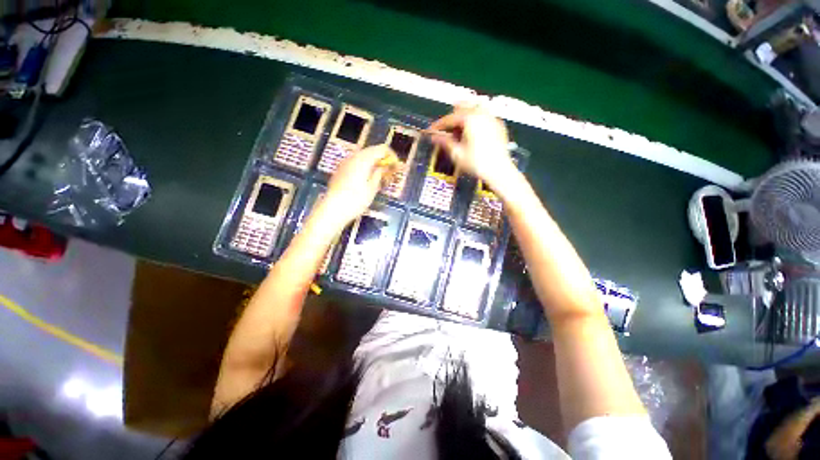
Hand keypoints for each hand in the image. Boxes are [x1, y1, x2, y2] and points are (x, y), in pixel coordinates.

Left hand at [319, 145, 398, 227]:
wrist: (334, 209)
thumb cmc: (356, 200)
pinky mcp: (341, 169)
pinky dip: (365, 167)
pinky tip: (368, 180)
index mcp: (363, 159)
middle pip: (373, 151)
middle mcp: (354, 156)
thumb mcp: (372, 188)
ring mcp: (345, 162)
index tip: (397, 167)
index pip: (382, 149)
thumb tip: (386, 167)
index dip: (391, 156)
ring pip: (364, 157)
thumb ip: (380, 174)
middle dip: (383, 160)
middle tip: (390, 174)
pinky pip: (356, 163)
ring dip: (374, 164)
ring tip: (381, 178)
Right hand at [429, 104, 517, 190]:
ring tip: (458, 130)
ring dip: (464, 117)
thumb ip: (445, 142)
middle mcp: (482, 114)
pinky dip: (476, 120)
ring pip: (475, 110)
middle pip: (463, 109)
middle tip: (445, 129)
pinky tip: (473, 132)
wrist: (499, 171)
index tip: (432, 130)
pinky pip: (485, 117)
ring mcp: (492, 119)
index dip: (439, 124)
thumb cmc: (477, 163)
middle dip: (452, 118)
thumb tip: (434, 137)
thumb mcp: (457, 154)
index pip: (450, 118)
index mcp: (470, 119)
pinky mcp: (499, 126)